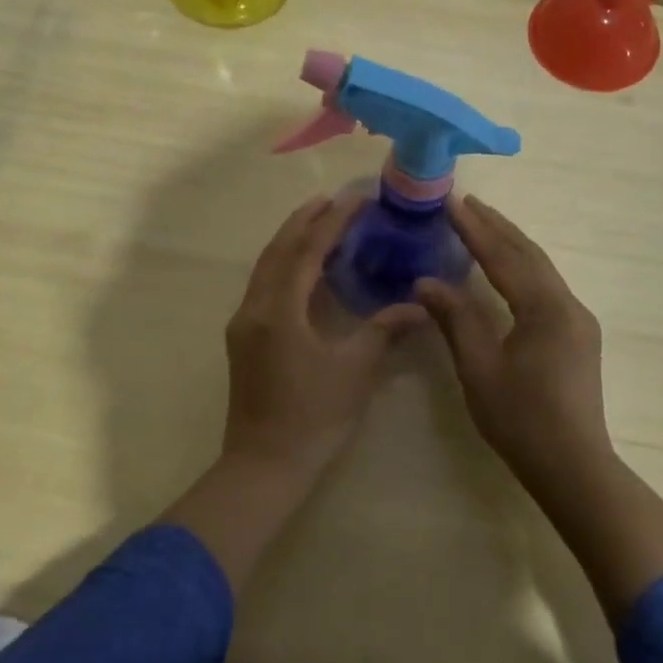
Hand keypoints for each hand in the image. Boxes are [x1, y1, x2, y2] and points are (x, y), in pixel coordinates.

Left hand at [222, 195, 423, 476]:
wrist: (264, 465)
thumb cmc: (313, 418)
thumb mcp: (355, 371)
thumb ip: (384, 330)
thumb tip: (419, 305)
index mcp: (279, 310)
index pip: (307, 251)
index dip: (333, 221)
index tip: (356, 198)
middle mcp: (254, 307)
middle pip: (278, 249)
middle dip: (304, 220)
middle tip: (333, 199)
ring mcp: (244, 323)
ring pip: (266, 266)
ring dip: (291, 240)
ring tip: (318, 221)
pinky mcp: (243, 338)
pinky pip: (263, 285)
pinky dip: (283, 265)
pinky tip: (303, 268)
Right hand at [416, 196, 612, 491]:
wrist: (574, 466)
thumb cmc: (521, 419)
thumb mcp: (479, 368)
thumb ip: (455, 319)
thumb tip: (426, 282)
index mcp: (544, 308)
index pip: (504, 257)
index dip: (475, 229)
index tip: (452, 202)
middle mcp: (567, 304)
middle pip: (528, 254)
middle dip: (496, 226)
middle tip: (467, 201)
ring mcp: (577, 320)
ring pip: (541, 269)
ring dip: (511, 244)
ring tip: (483, 224)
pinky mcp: (577, 336)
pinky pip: (547, 287)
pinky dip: (522, 267)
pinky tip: (507, 268)